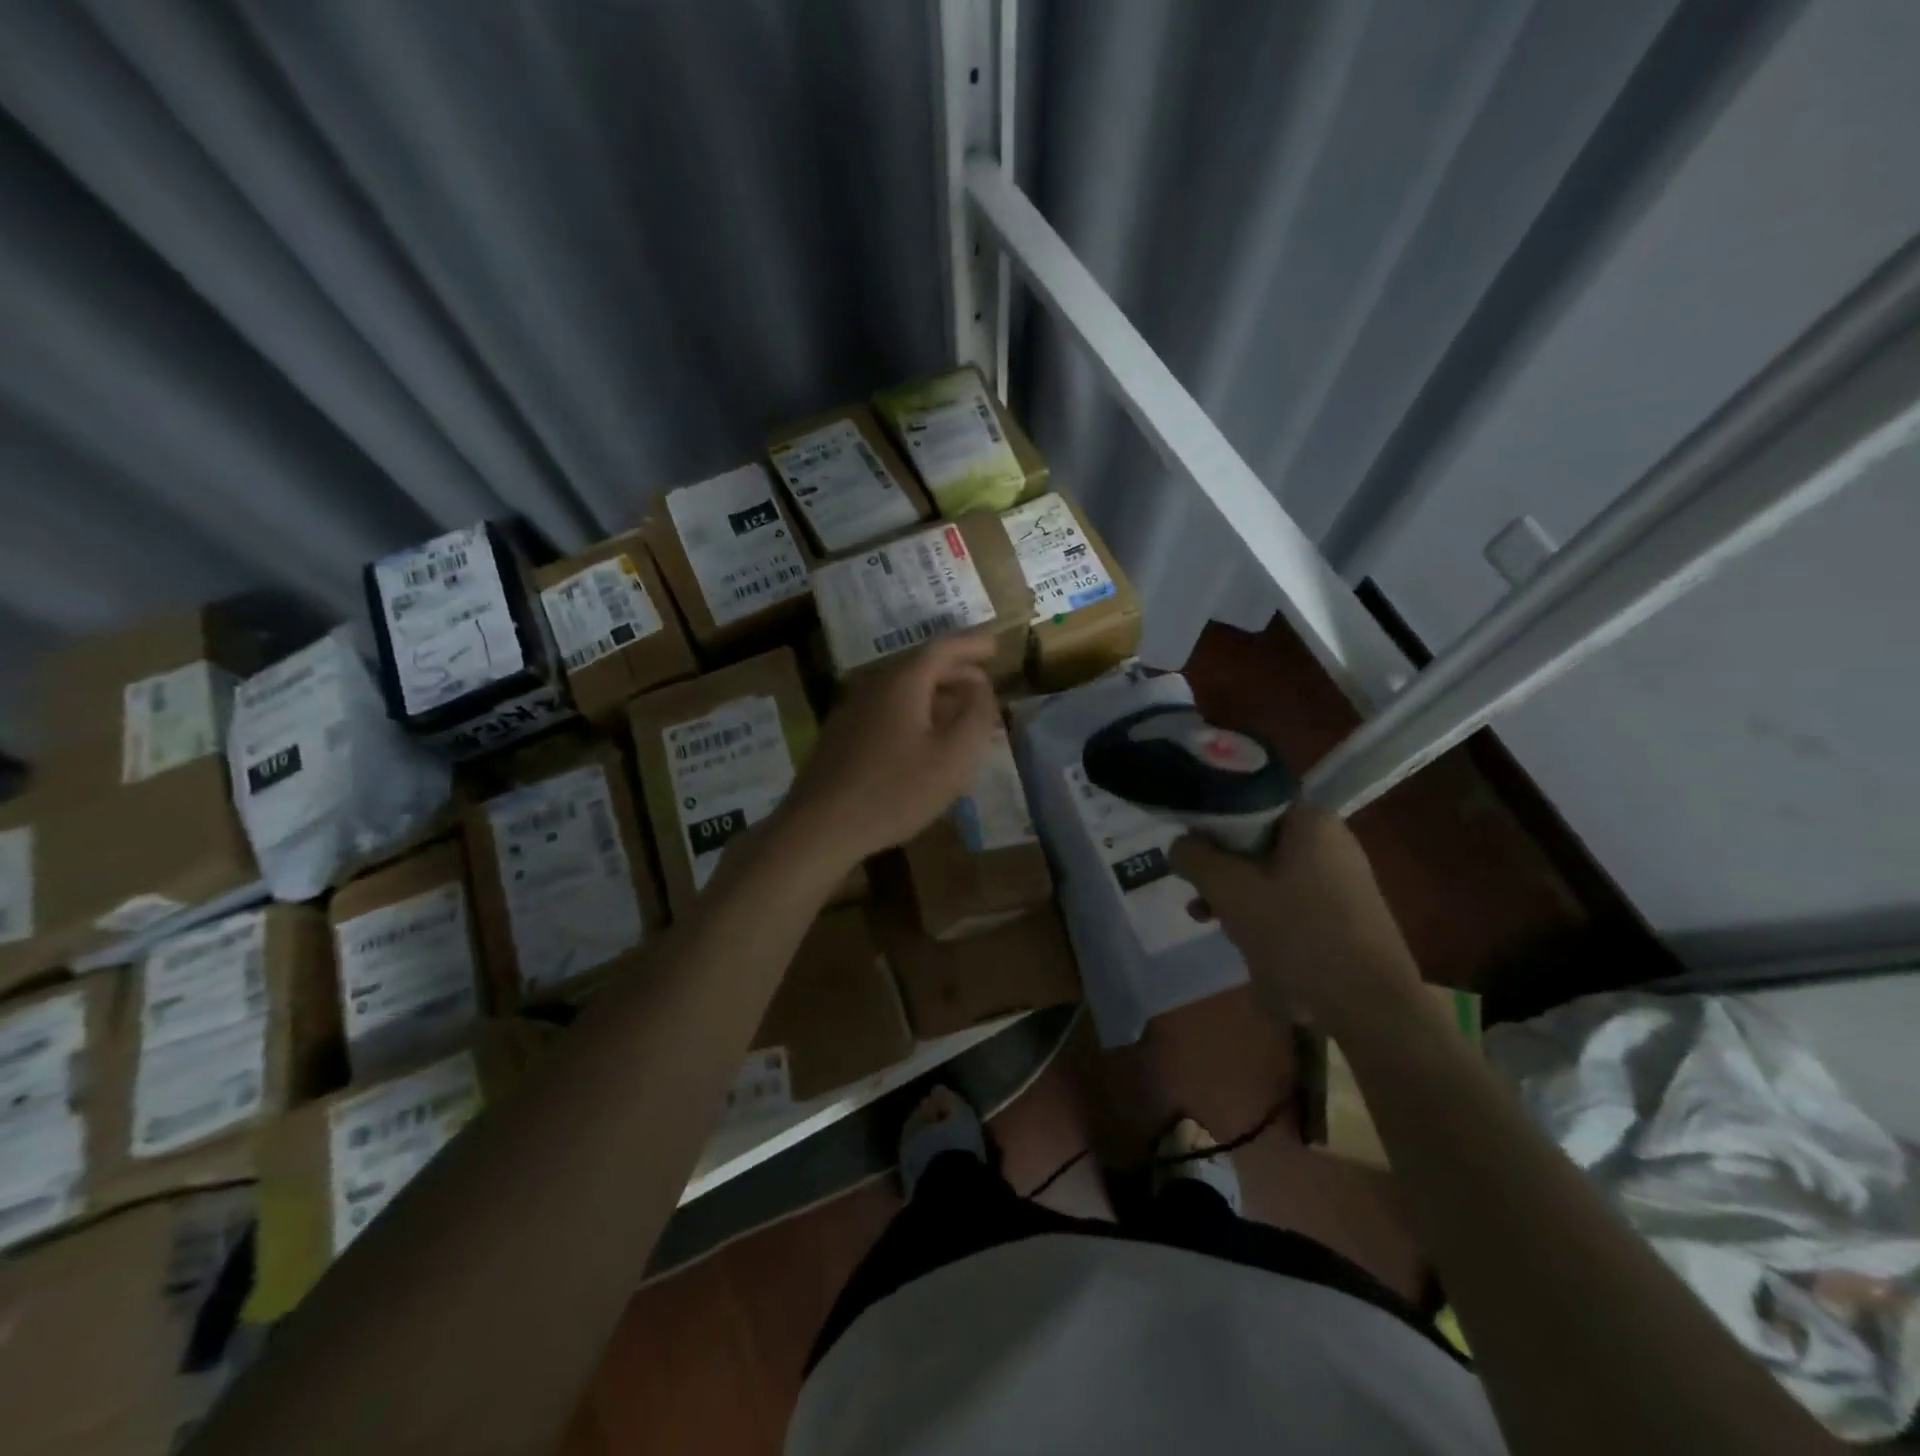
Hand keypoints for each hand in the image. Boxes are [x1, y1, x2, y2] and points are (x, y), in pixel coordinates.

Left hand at [779, 630, 1000, 867]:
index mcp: (902, 683)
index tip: (995, 645)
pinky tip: (924, 741)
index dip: (972, 644)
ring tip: (961, 715)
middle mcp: (874, 686)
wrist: (819, 827)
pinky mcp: (841, 736)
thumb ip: (976, 715)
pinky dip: (915, 714)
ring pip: (903, 691)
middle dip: (956, 672)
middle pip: (920, 667)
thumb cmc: (895, 791)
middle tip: (984, 685)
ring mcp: (852, 711)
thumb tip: (981, 687)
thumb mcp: (953, 757)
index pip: (943, 647)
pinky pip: (888, 711)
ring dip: (936, 696)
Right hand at [1169, 804, 1424, 1036]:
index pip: (1246, 799)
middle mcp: (1330, 838)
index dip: (1209, 822)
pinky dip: (1262, 909)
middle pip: (1255, 837)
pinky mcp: (1345, 910)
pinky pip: (1289, 895)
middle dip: (1219, 864)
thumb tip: (1179, 845)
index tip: (1188, 849)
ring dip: (1235, 890)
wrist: (1372, 1008)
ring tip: (1207, 918)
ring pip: (1269, 869)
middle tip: (1194, 890)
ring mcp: (1341, 876)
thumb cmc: (1297, 935)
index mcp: (1310, 819)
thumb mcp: (1230, 891)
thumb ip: (1195, 858)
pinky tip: (1244, 938)